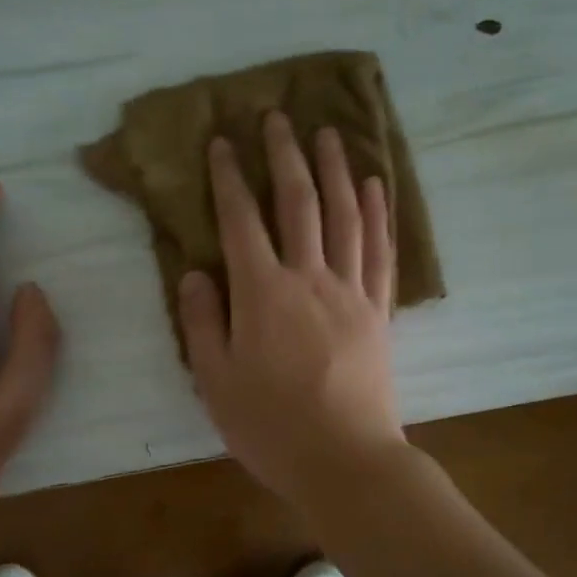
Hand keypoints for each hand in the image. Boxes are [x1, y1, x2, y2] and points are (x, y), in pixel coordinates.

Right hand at [178, 111, 405, 509]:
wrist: (346, 460)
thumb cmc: (271, 427)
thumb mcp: (216, 382)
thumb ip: (203, 322)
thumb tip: (195, 272)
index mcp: (263, 294)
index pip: (241, 221)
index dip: (229, 177)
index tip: (222, 141)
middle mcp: (309, 278)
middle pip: (298, 203)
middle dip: (285, 156)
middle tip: (278, 116)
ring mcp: (351, 291)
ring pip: (345, 215)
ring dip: (335, 170)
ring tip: (329, 133)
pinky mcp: (379, 310)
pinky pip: (380, 251)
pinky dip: (377, 214)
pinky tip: (375, 186)